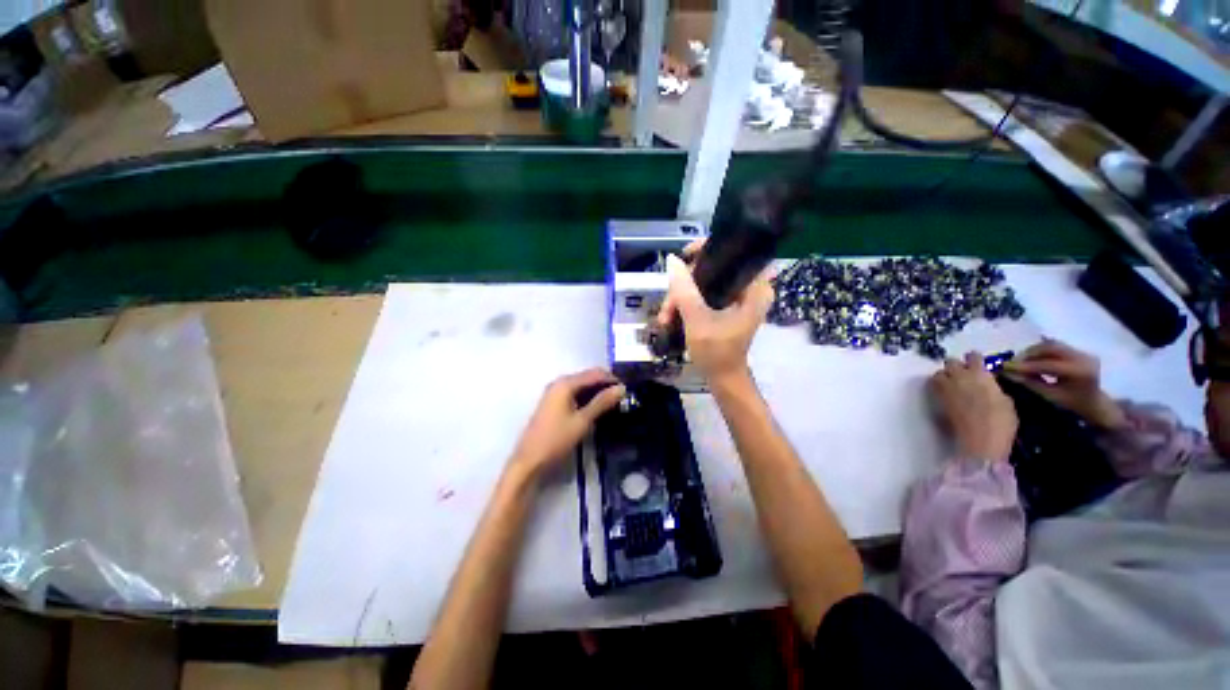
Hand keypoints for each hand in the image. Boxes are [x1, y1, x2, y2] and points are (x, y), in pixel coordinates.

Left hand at [510, 369, 625, 480]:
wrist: (529, 461)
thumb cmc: (556, 439)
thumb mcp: (583, 421)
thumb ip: (602, 402)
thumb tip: (622, 388)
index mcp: (565, 384)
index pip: (595, 374)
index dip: (612, 379)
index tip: (628, 389)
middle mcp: (559, 383)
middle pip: (588, 377)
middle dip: (605, 385)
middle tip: (623, 397)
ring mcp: (554, 393)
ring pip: (582, 386)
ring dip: (597, 392)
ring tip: (614, 403)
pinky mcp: (553, 403)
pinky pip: (575, 394)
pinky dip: (587, 398)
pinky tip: (597, 408)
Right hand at [656, 252, 774, 384]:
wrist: (723, 379)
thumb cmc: (716, 351)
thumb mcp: (697, 319)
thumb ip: (685, 290)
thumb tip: (672, 261)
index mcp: (755, 288)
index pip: (734, 253)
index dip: (707, 249)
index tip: (685, 255)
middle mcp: (750, 289)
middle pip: (714, 270)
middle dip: (685, 286)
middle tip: (668, 305)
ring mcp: (738, 299)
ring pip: (705, 284)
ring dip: (681, 298)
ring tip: (665, 318)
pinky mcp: (728, 308)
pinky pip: (705, 295)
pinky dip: (687, 304)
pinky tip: (671, 317)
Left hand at [929, 352, 1018, 461]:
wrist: (981, 439)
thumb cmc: (1001, 421)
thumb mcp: (1005, 400)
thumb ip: (993, 387)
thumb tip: (987, 385)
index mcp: (980, 374)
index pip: (973, 356)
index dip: (974, 359)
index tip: (976, 363)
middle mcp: (960, 376)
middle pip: (951, 362)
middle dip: (956, 366)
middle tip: (962, 375)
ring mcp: (946, 386)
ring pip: (939, 373)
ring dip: (944, 376)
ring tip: (952, 384)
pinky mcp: (937, 398)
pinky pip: (933, 385)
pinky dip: (937, 386)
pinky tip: (945, 393)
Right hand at [1004, 339, 1125, 428]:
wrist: (1095, 403)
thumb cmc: (1072, 404)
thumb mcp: (1050, 396)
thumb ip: (1029, 382)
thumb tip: (1007, 373)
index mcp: (1079, 372)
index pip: (1046, 364)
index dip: (1023, 365)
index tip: (1003, 366)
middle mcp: (1082, 358)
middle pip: (1050, 348)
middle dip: (1028, 354)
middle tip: (1012, 362)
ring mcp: (1082, 352)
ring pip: (1051, 344)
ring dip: (1033, 351)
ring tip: (1021, 360)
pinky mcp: (1079, 351)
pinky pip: (1056, 346)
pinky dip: (1041, 351)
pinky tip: (1033, 358)